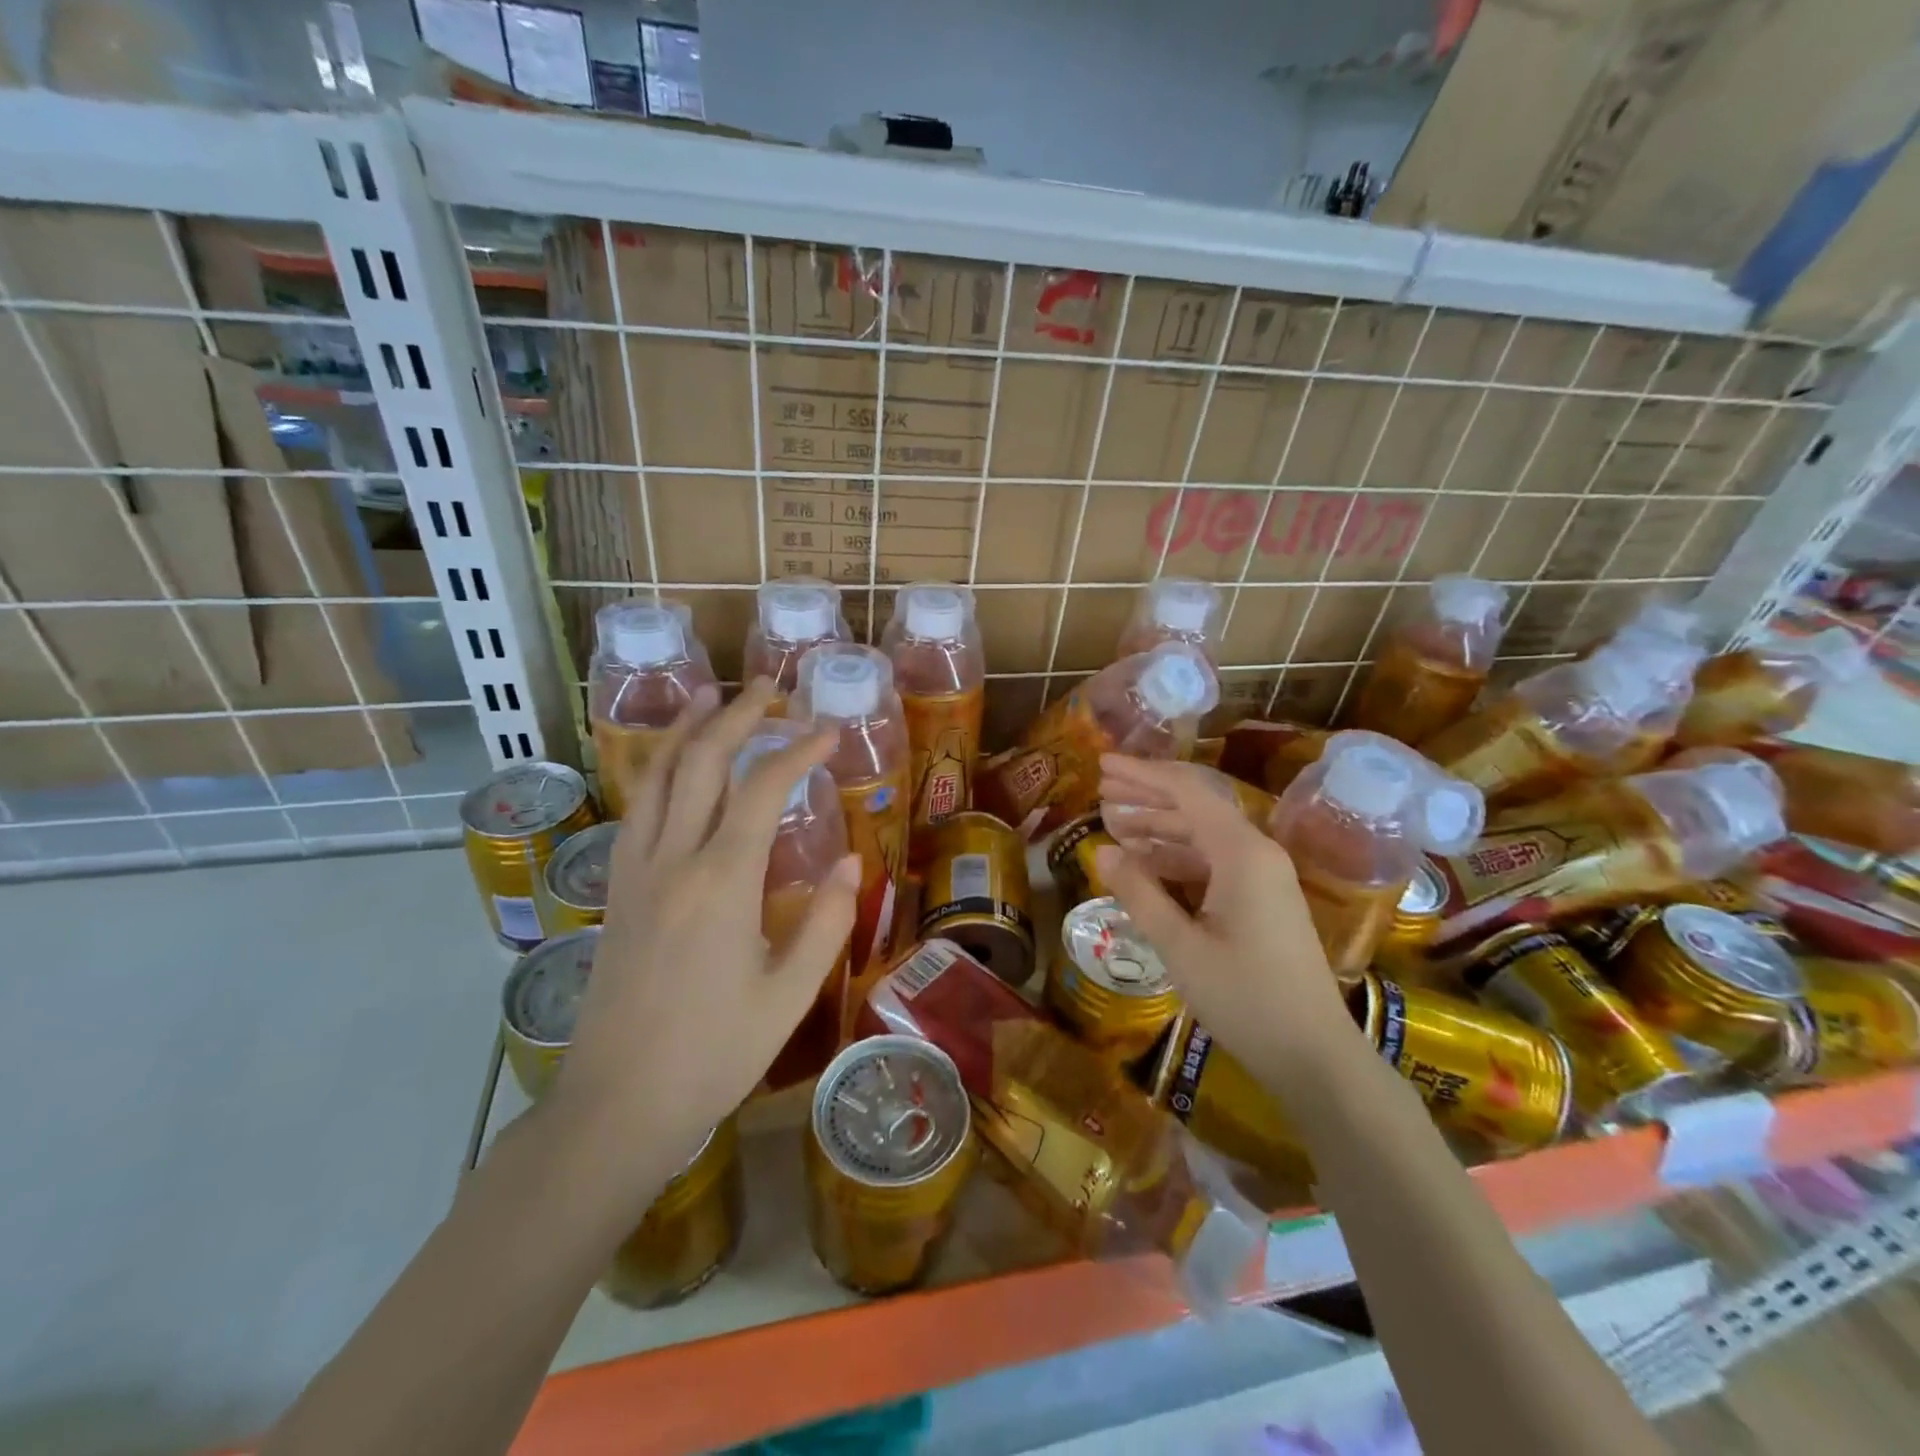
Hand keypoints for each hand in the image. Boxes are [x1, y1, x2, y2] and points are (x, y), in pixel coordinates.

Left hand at [551, 678, 860, 1176]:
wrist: (615, 1105)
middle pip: (702, 764)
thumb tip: (850, 859)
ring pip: (657, 778)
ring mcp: (635, 873)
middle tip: (769, 689)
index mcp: (721, 883)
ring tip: (708, 696)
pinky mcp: (616, 891)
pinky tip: (672, 769)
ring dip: (686, 731)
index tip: (828, 732)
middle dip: (737, 716)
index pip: (763, 790)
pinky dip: (658, 772)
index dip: (797, 752)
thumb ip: (825, 921)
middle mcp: (672, 861)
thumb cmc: (713, 1055)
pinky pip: (636, 810)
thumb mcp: (788, 994)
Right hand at [1095, 755, 1353, 1071]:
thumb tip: (1102, 851)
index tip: (1101, 764)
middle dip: (1147, 794)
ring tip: (1113, 824)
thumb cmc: (1245, 999)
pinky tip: (1145, 864)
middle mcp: (1257, 853)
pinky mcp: (1262, 900)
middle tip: (1101, 789)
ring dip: (1159, 826)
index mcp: (1242, 854)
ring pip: (1203, 835)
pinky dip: (1176, 857)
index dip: (1141, 775)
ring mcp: (1263, 876)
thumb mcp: (1180, 947)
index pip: (1186, 792)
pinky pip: (1213, 862)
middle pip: (1196, 806)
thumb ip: (1139, 893)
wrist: (1314, 1055)